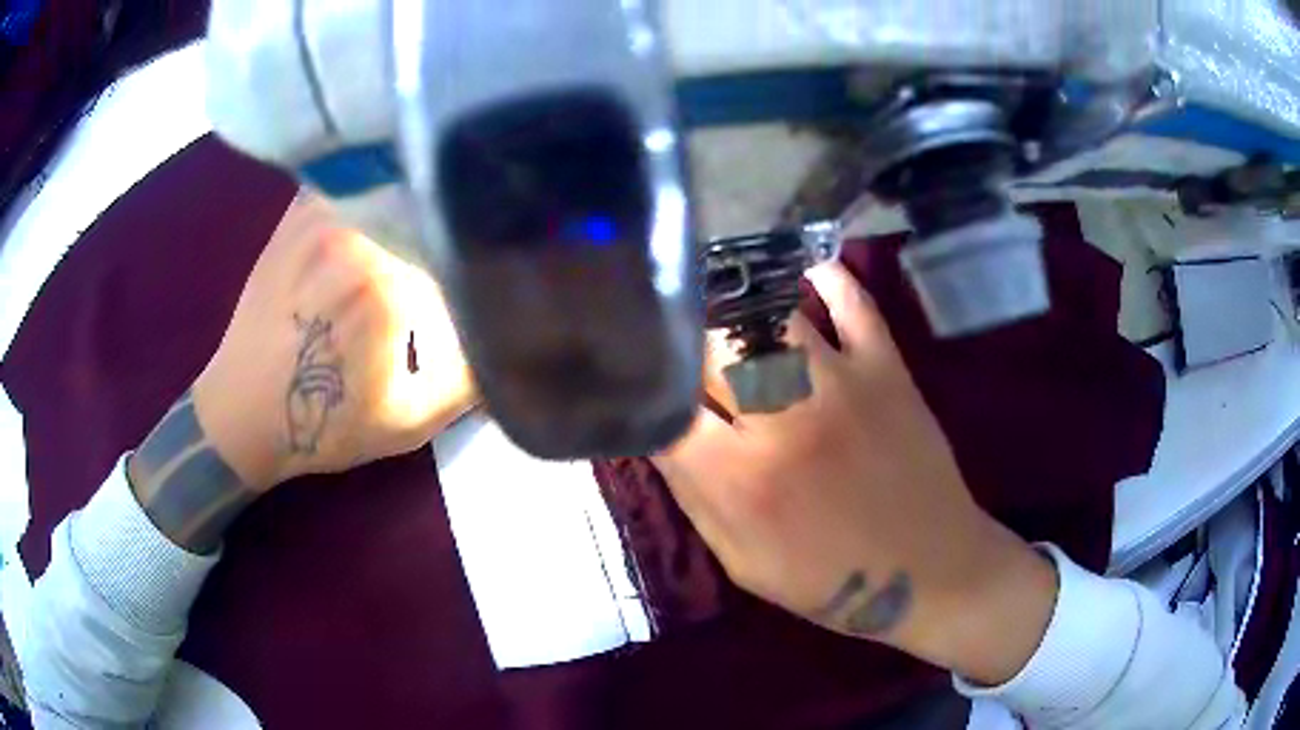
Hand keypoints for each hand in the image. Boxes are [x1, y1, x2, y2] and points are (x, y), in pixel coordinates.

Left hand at [191, 193, 475, 488]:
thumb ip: (472, 377)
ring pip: (398, 183)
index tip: (493, 272)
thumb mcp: (411, 421)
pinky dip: (383, 185)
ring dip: (422, 199)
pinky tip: (390, 206)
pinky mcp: (299, 211)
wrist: (244, 412)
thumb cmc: (326, 424)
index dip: (483, 258)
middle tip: (466, 244)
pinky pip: (359, 179)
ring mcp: (321, 213)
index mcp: (385, 286)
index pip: (463, 246)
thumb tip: (521, 331)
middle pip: (434, 206)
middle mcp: (355, 233)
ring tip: (435, 220)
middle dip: (456, 225)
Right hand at [657, 262, 1056, 685]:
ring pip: (767, 312)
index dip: (645, 384)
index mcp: (740, 479)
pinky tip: (805, 273)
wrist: (928, 571)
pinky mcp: (886, 366)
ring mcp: (840, 382)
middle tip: (677, 333)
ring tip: (722, 298)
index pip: (665, 404)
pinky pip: (852, 300)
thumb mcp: (740, 559)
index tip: (639, 376)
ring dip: (736, 302)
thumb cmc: (827, 578)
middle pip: (709, 343)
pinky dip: (827, 278)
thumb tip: (655, 426)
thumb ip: (692, 493)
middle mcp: (783, 418)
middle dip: (682, 335)